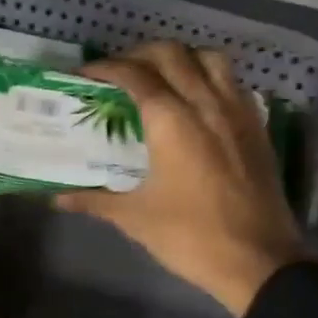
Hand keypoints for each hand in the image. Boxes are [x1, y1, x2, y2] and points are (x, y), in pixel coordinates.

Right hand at [57, 43, 306, 317]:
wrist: (260, 262)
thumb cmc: (191, 237)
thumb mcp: (135, 218)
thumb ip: (94, 200)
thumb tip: (57, 198)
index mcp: (172, 120)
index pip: (134, 74)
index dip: (106, 68)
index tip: (84, 75)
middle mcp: (206, 103)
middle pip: (171, 54)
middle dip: (140, 54)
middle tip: (119, 73)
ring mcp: (237, 112)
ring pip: (209, 59)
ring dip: (181, 58)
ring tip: (161, 77)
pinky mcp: (258, 127)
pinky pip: (233, 83)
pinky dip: (210, 77)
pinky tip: (198, 101)